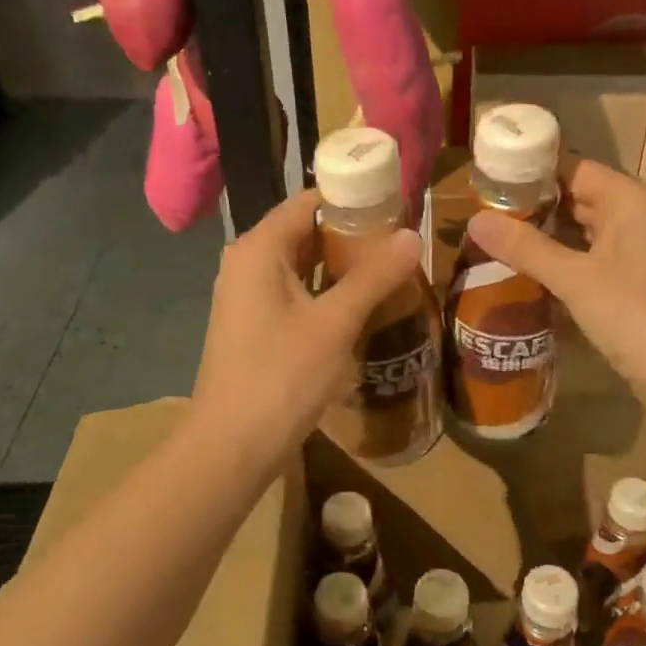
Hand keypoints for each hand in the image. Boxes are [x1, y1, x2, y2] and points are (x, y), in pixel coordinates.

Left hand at [193, 188, 420, 458]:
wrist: (232, 446)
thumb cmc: (281, 377)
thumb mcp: (334, 324)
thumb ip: (373, 277)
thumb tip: (412, 235)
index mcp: (259, 249)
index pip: (308, 202)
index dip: (352, 199)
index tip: (397, 205)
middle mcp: (248, 264)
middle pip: (306, 232)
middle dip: (353, 235)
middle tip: (403, 241)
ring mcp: (249, 297)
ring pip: (303, 266)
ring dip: (344, 266)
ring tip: (393, 269)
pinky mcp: (257, 327)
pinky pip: (297, 294)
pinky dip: (328, 293)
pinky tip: (363, 305)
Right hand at [467, 159, 645, 410]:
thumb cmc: (638, 315)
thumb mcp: (575, 279)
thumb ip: (526, 248)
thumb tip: (474, 220)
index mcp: (630, 199)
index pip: (572, 169)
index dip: (529, 175)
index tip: (486, 186)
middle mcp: (638, 216)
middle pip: (578, 199)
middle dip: (532, 209)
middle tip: (481, 219)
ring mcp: (640, 251)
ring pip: (584, 233)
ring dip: (546, 239)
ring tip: (495, 244)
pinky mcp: (637, 283)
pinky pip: (593, 261)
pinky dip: (564, 265)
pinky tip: (529, 276)